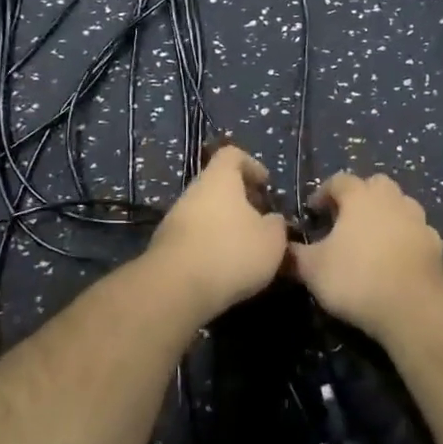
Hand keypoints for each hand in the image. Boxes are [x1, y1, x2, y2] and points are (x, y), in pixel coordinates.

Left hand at [144, 146, 289, 316]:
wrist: (176, 289)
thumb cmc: (231, 252)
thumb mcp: (272, 240)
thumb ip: (277, 225)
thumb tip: (272, 221)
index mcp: (219, 179)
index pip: (232, 154)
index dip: (251, 165)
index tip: (265, 185)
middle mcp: (193, 192)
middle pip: (218, 186)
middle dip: (241, 202)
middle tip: (261, 222)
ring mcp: (174, 220)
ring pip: (206, 214)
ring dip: (226, 227)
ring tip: (246, 251)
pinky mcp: (165, 247)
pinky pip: (194, 238)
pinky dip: (211, 247)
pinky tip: (225, 269)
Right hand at [290, 172, 442, 334]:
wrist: (414, 305)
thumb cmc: (357, 278)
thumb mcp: (313, 269)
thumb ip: (294, 255)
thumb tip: (279, 247)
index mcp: (360, 196)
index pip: (339, 181)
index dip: (323, 193)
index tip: (313, 212)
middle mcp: (391, 198)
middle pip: (374, 184)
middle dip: (359, 196)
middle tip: (345, 219)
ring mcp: (417, 218)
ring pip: (399, 204)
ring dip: (385, 214)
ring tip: (371, 238)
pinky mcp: (435, 242)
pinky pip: (415, 231)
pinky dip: (404, 237)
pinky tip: (395, 258)